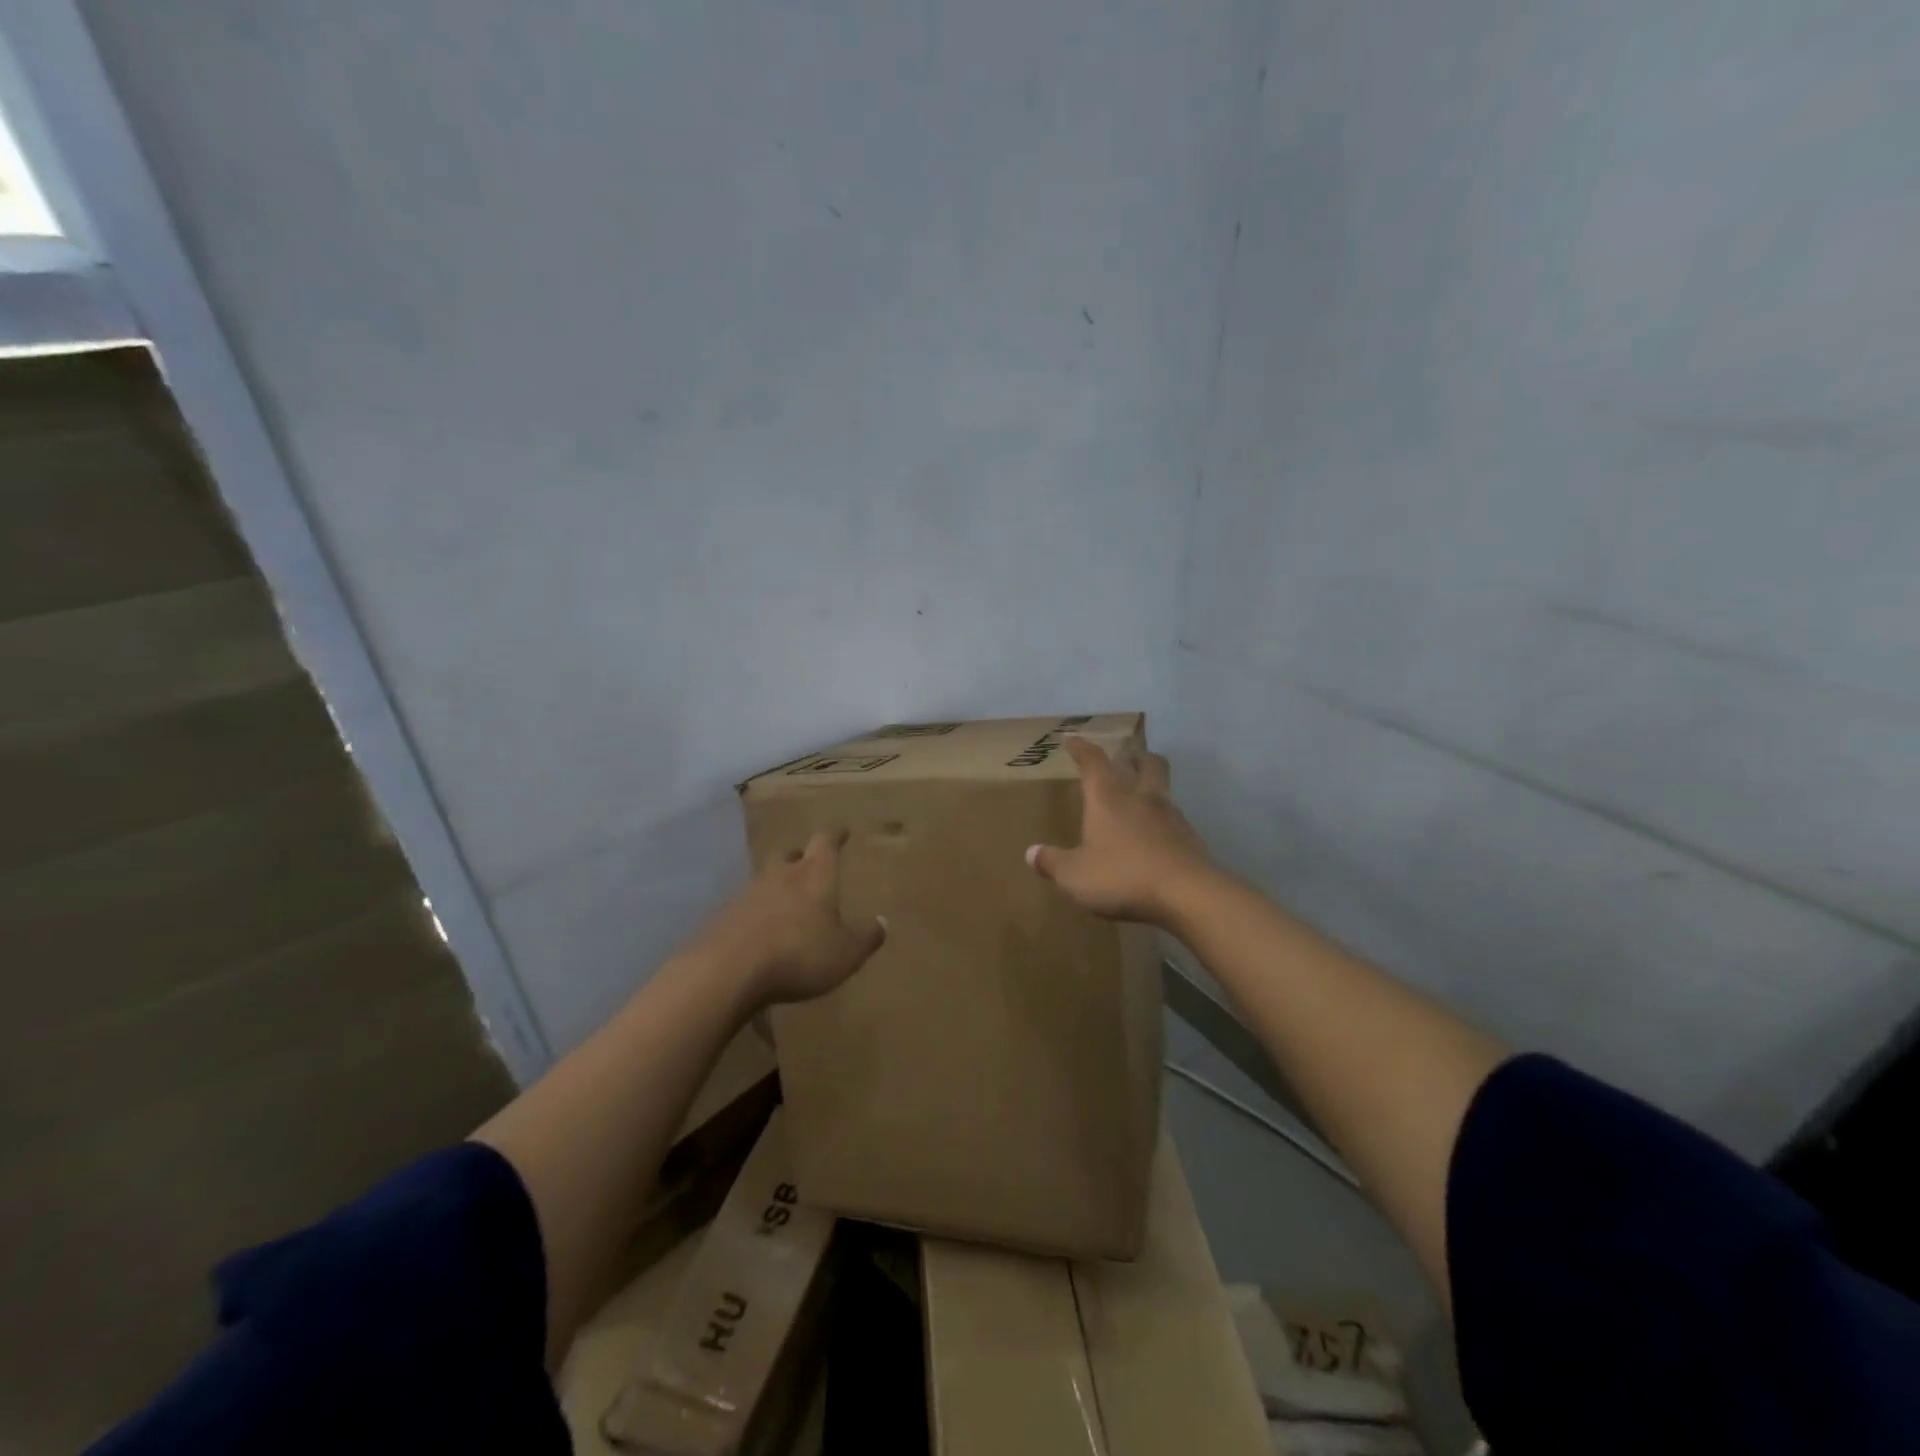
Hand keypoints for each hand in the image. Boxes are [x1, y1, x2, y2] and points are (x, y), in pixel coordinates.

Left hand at [691, 828, 886, 1008]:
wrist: (727, 971)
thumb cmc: (799, 954)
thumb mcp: (845, 953)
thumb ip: (866, 938)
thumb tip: (883, 922)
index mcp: (814, 875)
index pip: (825, 842)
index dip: (835, 835)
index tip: (841, 831)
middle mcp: (780, 875)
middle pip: (789, 854)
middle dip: (800, 858)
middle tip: (809, 866)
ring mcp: (747, 894)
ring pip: (765, 880)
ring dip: (776, 887)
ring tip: (786, 905)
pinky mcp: (723, 917)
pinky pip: (745, 908)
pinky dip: (756, 914)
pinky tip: (760, 933)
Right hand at [1025, 737, 1217, 927]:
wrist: (1189, 896)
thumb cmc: (1123, 876)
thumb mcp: (1075, 875)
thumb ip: (1053, 863)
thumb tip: (1031, 853)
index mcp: (1109, 798)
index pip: (1094, 762)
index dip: (1082, 749)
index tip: (1072, 740)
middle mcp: (1142, 798)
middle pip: (1146, 763)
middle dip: (1135, 757)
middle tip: (1127, 758)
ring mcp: (1172, 817)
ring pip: (1163, 789)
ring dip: (1152, 788)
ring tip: (1140, 800)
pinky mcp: (1191, 840)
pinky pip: (1174, 821)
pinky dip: (1163, 822)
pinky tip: (1155, 839)